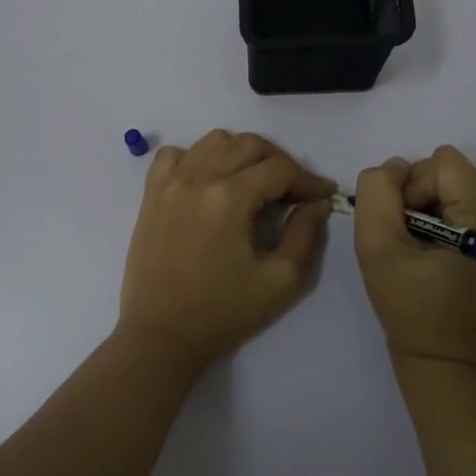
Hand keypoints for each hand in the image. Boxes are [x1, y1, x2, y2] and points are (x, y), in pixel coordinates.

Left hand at [119, 130, 336, 365]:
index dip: (308, 179)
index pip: (279, 169)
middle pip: (249, 144)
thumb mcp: (279, 281)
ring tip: (254, 181)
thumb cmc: (223, 312)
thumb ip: (305, 235)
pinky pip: (175, 153)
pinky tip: (209, 180)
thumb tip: (317, 202)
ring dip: (241, 153)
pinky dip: (197, 157)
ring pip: (214, 140)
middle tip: (293, 190)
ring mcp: (171, 181)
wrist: (161, 335)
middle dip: (280, 162)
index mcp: (229, 198)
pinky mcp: (152, 192)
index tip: (323, 195)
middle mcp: (198, 177)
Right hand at [354, 145, 475, 366]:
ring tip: (420, 246)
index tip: (405, 227)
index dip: (413, 187)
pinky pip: (462, 200)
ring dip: (428, 205)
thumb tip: (395, 168)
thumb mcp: (376, 246)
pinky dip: (440, 216)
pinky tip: (434, 249)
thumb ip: (378, 192)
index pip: (443, 163)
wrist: (440, 359)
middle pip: (451, 170)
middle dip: (420, 195)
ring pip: (454, 183)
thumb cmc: (409, 307)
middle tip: (410, 239)